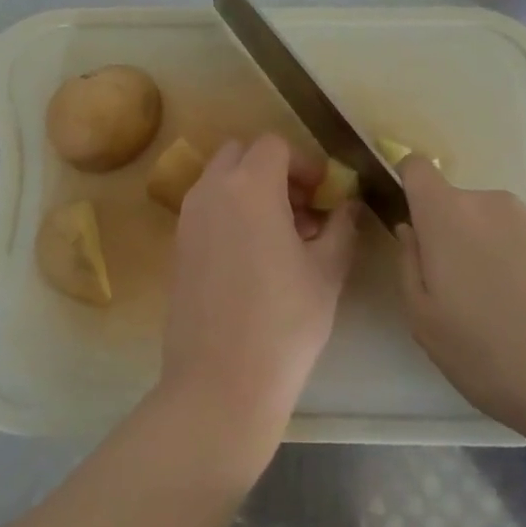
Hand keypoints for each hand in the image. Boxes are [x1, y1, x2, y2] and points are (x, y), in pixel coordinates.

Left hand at [159, 135, 357, 456]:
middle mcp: (211, 190)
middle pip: (241, 154)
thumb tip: (348, 204)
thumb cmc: (284, 323)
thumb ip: (342, 226)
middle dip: (274, 170)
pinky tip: (253, 258)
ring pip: (220, 180)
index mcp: (249, 186)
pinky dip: (230, 212)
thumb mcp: (327, 272)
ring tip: (282, 237)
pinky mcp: (177, 246)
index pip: (274, 145)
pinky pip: (206, 208)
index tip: (323, 196)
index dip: (304, 163)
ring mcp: (188, 217)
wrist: (220, 382)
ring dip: (251, 190)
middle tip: (301, 210)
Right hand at [396, 157, 525, 465]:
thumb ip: (409, 264)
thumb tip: (412, 231)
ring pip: (494, 227)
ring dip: (489, 254)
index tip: (411, 224)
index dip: (407, 186)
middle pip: (457, 206)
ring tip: (503, 313)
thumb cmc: (491, 353)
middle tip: (458, 294)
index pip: (416, 167)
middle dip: (450, 238)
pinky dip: (523, 269)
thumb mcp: (424, 321)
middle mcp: (492, 204)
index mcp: (448, 215)